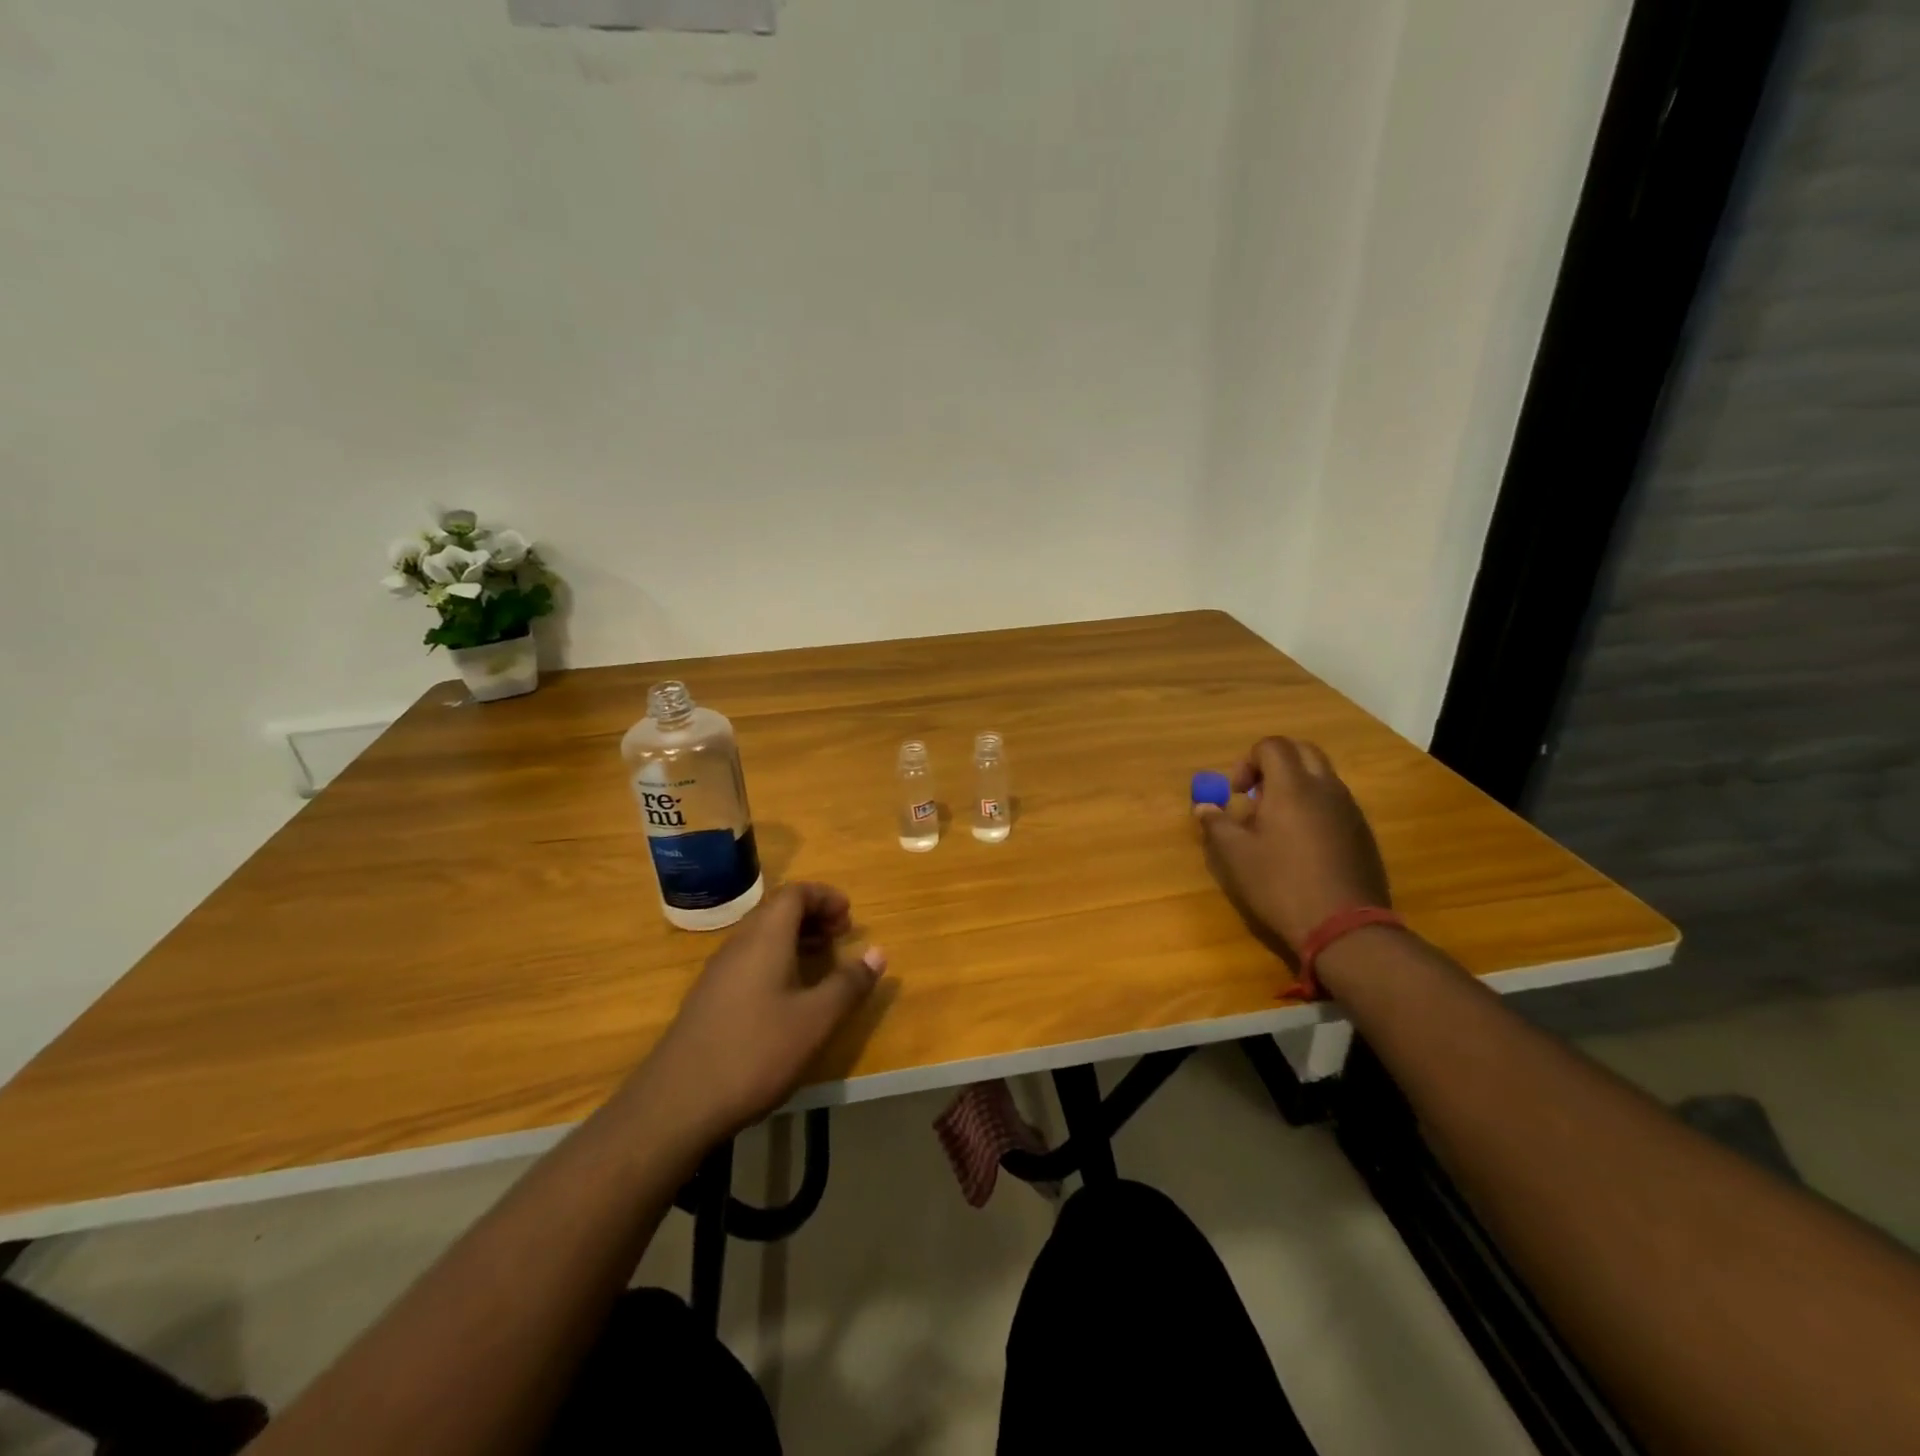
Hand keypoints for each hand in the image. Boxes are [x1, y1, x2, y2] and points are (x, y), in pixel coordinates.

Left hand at [634, 883, 884, 1143]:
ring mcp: (718, 972)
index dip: (826, 897)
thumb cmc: (755, 1052)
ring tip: (822, 961)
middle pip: (777, 911)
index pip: (795, 893)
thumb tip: (878, 952)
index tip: (850, 916)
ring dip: (795, 938)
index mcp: (765, 938)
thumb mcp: (816, 1020)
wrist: (677, 1104)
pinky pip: (749, 960)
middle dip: (813, 915)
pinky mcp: (709, 998)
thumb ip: (849, 984)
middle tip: (842, 935)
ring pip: (762, 936)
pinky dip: (776, 960)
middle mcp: (739, 944)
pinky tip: (788, 996)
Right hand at [1194, 737, 1390, 955]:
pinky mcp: (1362, 832)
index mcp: (1292, 786)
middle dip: (1275, 763)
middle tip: (1256, 794)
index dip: (1247, 761)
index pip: (1272, 746)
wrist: (1344, 927)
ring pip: (1322, 775)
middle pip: (1302, 751)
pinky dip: (1314, 805)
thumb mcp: (1235, 856)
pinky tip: (1301, 844)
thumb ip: (1216, 823)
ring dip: (1296, 784)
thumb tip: (1203, 805)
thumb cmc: (1281, 885)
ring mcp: (1349, 809)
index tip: (1236, 793)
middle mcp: (1325, 788)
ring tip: (1276, 821)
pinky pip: (1335, 801)